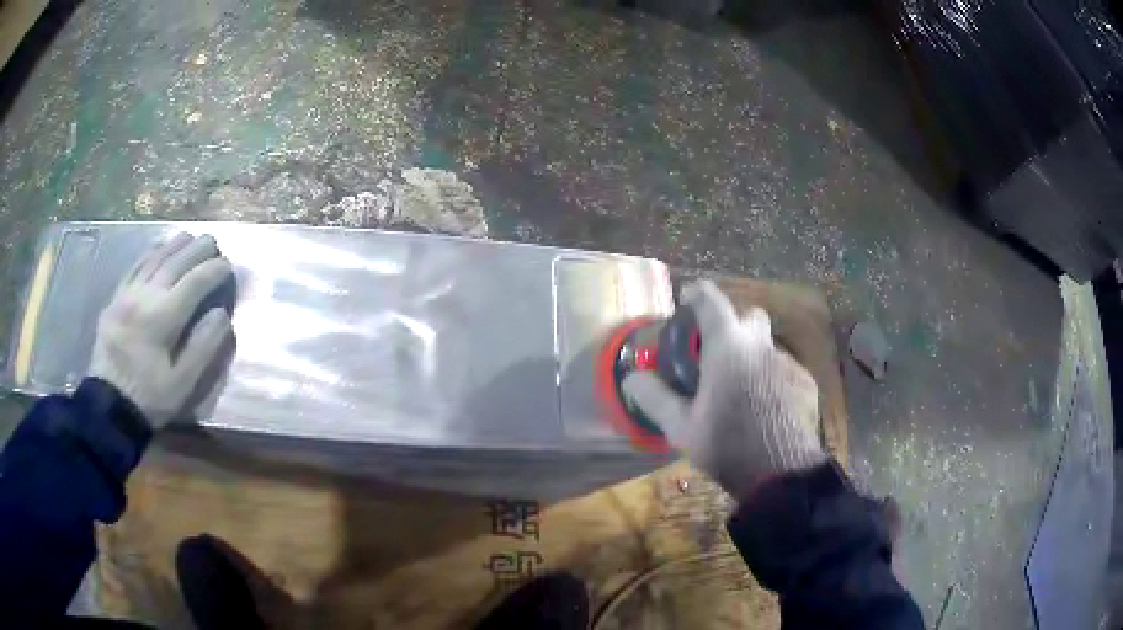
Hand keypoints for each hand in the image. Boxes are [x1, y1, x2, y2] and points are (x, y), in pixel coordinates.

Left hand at [88, 233, 235, 428]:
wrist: (108, 406)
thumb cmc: (149, 398)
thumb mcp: (182, 384)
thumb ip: (203, 348)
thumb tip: (221, 314)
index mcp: (162, 318)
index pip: (195, 282)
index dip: (215, 271)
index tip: (229, 267)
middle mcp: (144, 296)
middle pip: (175, 262)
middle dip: (197, 249)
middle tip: (214, 243)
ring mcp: (127, 294)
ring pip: (154, 258)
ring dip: (175, 245)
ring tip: (191, 238)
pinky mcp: (115, 299)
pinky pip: (134, 267)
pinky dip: (150, 253)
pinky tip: (159, 249)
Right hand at [622, 280, 824, 499]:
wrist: (781, 473)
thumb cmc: (726, 444)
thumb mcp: (681, 427)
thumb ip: (654, 397)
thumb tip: (632, 378)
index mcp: (728, 346)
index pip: (711, 300)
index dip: (696, 293)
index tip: (686, 299)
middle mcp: (761, 345)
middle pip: (749, 316)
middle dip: (733, 324)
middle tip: (716, 351)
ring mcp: (788, 363)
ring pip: (766, 346)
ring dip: (751, 357)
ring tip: (739, 390)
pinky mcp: (805, 383)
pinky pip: (782, 370)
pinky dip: (769, 379)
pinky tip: (763, 408)